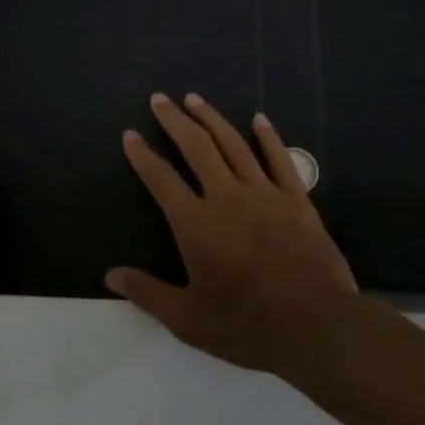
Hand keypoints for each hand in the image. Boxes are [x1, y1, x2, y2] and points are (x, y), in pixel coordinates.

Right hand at [109, 92, 358, 370]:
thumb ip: (147, 293)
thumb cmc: (245, 325)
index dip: (142, 155)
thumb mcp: (187, 319)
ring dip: (212, 119)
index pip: (161, 179)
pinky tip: (259, 119)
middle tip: (160, 99)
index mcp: (195, 223)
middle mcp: (225, 197)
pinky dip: (268, 136)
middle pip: (196, 147)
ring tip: (195, 98)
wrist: (315, 325)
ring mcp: (264, 194)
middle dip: (174, 120)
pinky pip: (279, 159)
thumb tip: (110, 276)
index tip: (130, 135)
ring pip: (233, 144)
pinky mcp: (296, 200)